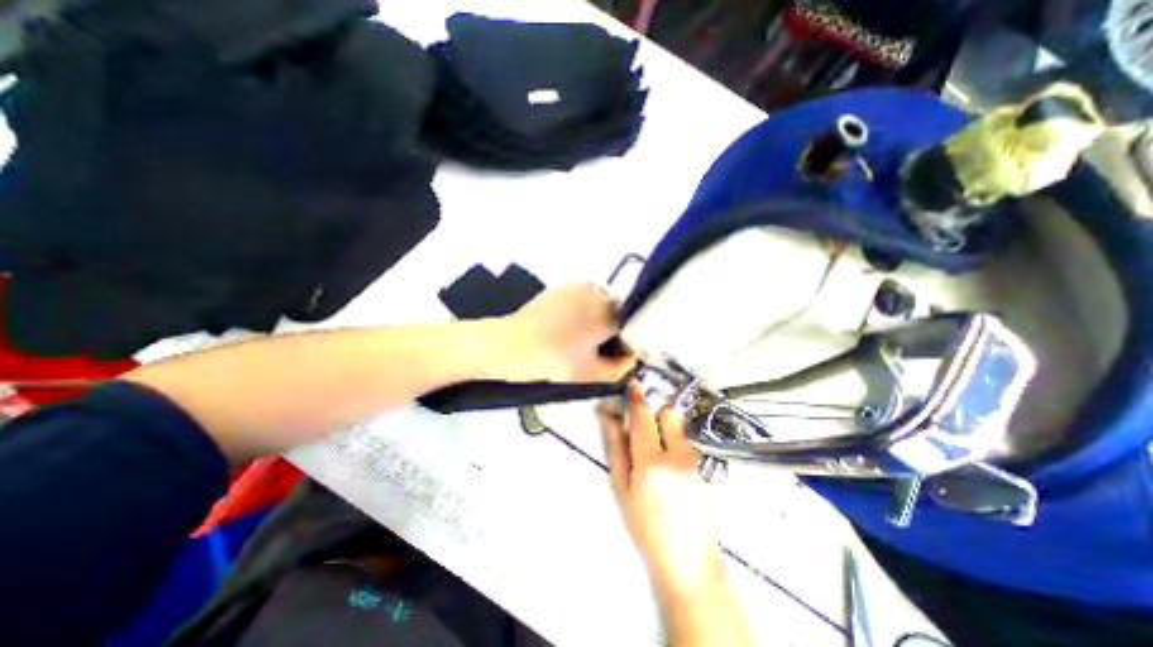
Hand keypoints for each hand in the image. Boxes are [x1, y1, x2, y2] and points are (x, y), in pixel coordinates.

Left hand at [497, 284, 634, 383]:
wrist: (511, 345)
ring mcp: (579, 285)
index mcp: (610, 312)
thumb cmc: (554, 360)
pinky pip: (583, 299)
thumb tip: (630, 357)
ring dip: (597, 321)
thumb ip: (621, 368)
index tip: (610, 358)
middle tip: (592, 351)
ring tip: (577, 339)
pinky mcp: (562, 286)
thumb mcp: (592, 374)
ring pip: (600, 305)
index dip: (624, 346)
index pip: (632, 328)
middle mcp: (599, 292)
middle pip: (617, 314)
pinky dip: (582, 312)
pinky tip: (565, 327)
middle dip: (611, 332)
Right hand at [598, 381, 721, 599]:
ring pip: (681, 425)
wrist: (689, 559)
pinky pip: (690, 439)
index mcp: (651, 464)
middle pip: (668, 413)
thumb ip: (615, 446)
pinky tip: (674, 465)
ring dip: (668, 428)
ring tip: (660, 451)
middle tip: (645, 428)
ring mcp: (699, 460)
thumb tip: (606, 414)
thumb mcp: (621, 487)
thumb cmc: (645, 525)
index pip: (643, 418)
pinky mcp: (710, 465)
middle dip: (655, 413)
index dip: (637, 398)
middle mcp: (679, 456)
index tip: (633, 383)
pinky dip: (679, 441)